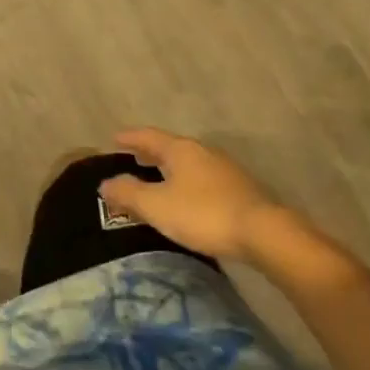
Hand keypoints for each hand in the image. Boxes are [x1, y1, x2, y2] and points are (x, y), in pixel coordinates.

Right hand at [100, 128, 275, 260]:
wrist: (264, 233)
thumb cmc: (203, 214)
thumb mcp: (156, 205)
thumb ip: (128, 193)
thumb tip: (105, 184)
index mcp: (179, 149)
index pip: (148, 136)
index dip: (129, 138)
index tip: (113, 139)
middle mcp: (202, 152)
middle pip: (169, 147)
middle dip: (149, 153)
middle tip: (132, 159)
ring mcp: (224, 169)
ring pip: (188, 163)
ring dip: (169, 168)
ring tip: (156, 179)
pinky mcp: (240, 189)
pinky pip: (203, 178)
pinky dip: (186, 182)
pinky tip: (186, 198)